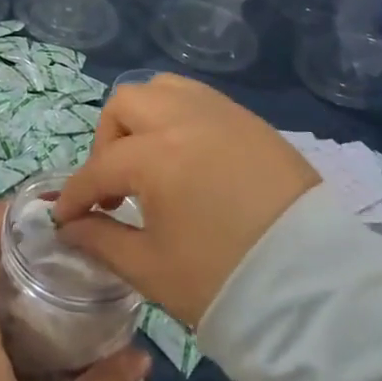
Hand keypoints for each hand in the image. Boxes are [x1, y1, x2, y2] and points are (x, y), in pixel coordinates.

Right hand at [54, 74, 319, 325]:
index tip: (65, 216)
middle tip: (115, 185)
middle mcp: (186, 119)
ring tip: (151, 162)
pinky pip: (200, 99)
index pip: (100, 166)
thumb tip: (70, 226)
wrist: (316, 292)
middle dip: (108, 141)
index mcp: (158, 155)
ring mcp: (223, 114)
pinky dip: (179, 117)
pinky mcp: (253, 122)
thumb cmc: (224, 281)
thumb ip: (100, 240)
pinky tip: (187, 158)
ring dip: (144, 119)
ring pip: (164, 89)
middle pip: (126, 105)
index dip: (76, 194)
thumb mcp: (150, 269)